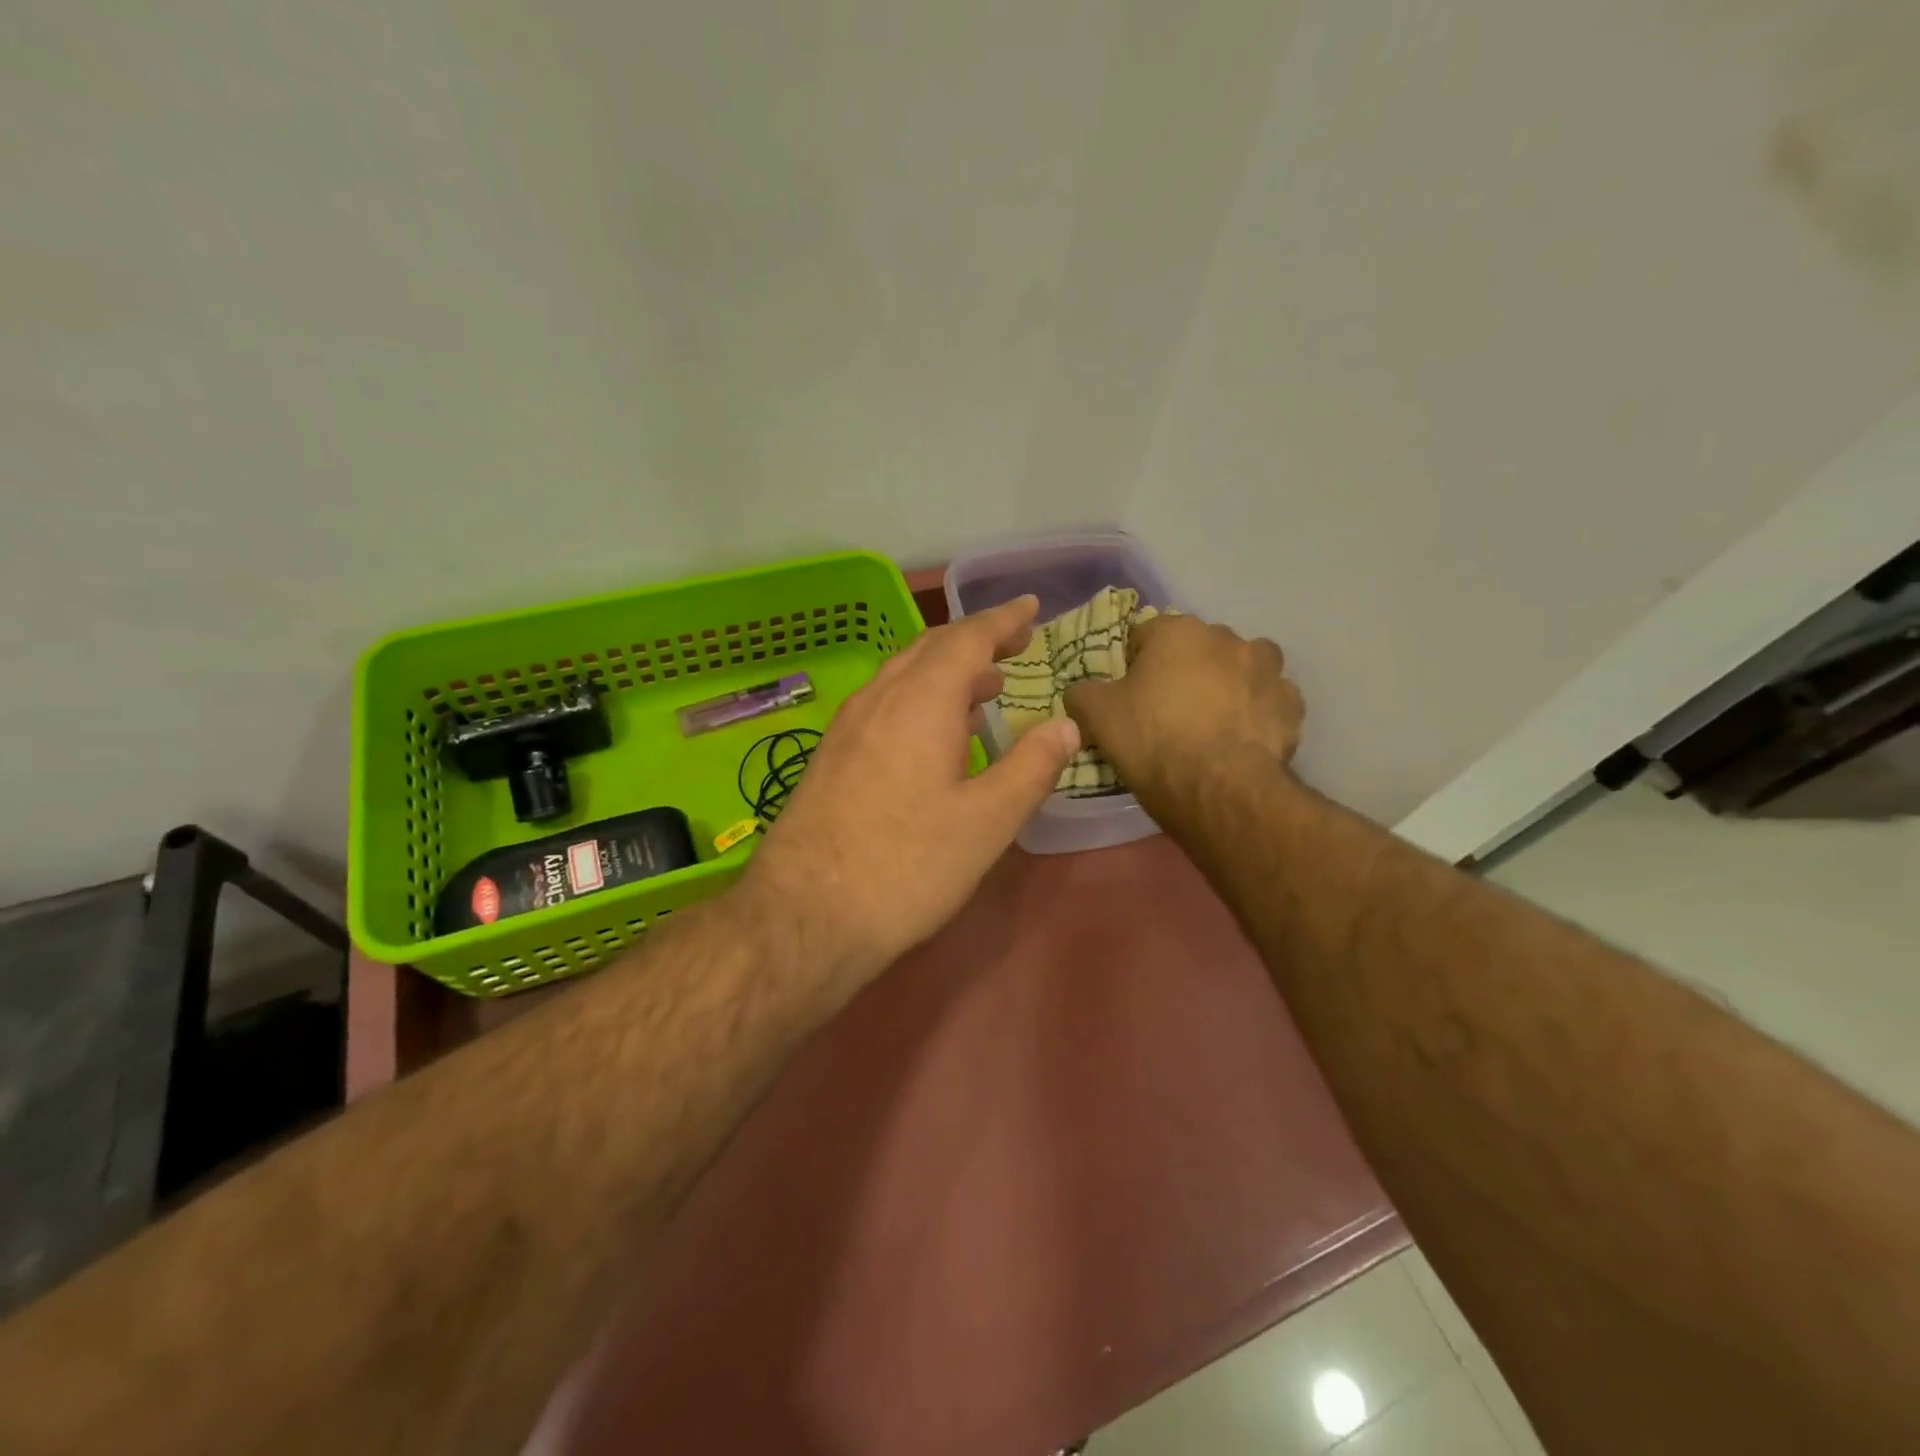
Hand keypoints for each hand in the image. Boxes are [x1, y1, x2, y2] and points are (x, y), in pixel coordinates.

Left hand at [740, 595, 1079, 989]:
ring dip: (947, 670)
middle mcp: (879, 700)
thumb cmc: (907, 867)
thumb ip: (1031, 767)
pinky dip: (920, 698)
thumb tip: (1066, 724)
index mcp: (920, 702)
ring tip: (985, 686)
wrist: (804, 916)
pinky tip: (935, 733)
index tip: (1031, 607)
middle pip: (930, 649)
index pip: (967, 639)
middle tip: (1013, 644)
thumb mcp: (987, 822)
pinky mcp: (832, 757)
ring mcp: (847, 727)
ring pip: (903, 676)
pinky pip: (884, 704)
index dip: (1002, 620)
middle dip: (975, 640)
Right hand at [1064, 613, 1303, 813]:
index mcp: (1178, 631)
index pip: (1145, 634)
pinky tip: (1239, 740)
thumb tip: (1080, 691)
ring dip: (1228, 684)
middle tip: (1167, 709)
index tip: (1127, 693)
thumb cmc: (1152, 739)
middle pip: (1197, 648)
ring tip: (1211, 722)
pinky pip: (1268, 702)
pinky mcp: (1292, 707)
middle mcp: (1227, 639)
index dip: (1132, 663)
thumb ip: (1082, 693)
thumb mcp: (1096, 715)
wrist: (1218, 788)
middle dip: (1184, 669)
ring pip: (1241, 668)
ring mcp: (1267, 671)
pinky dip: (1255, 714)